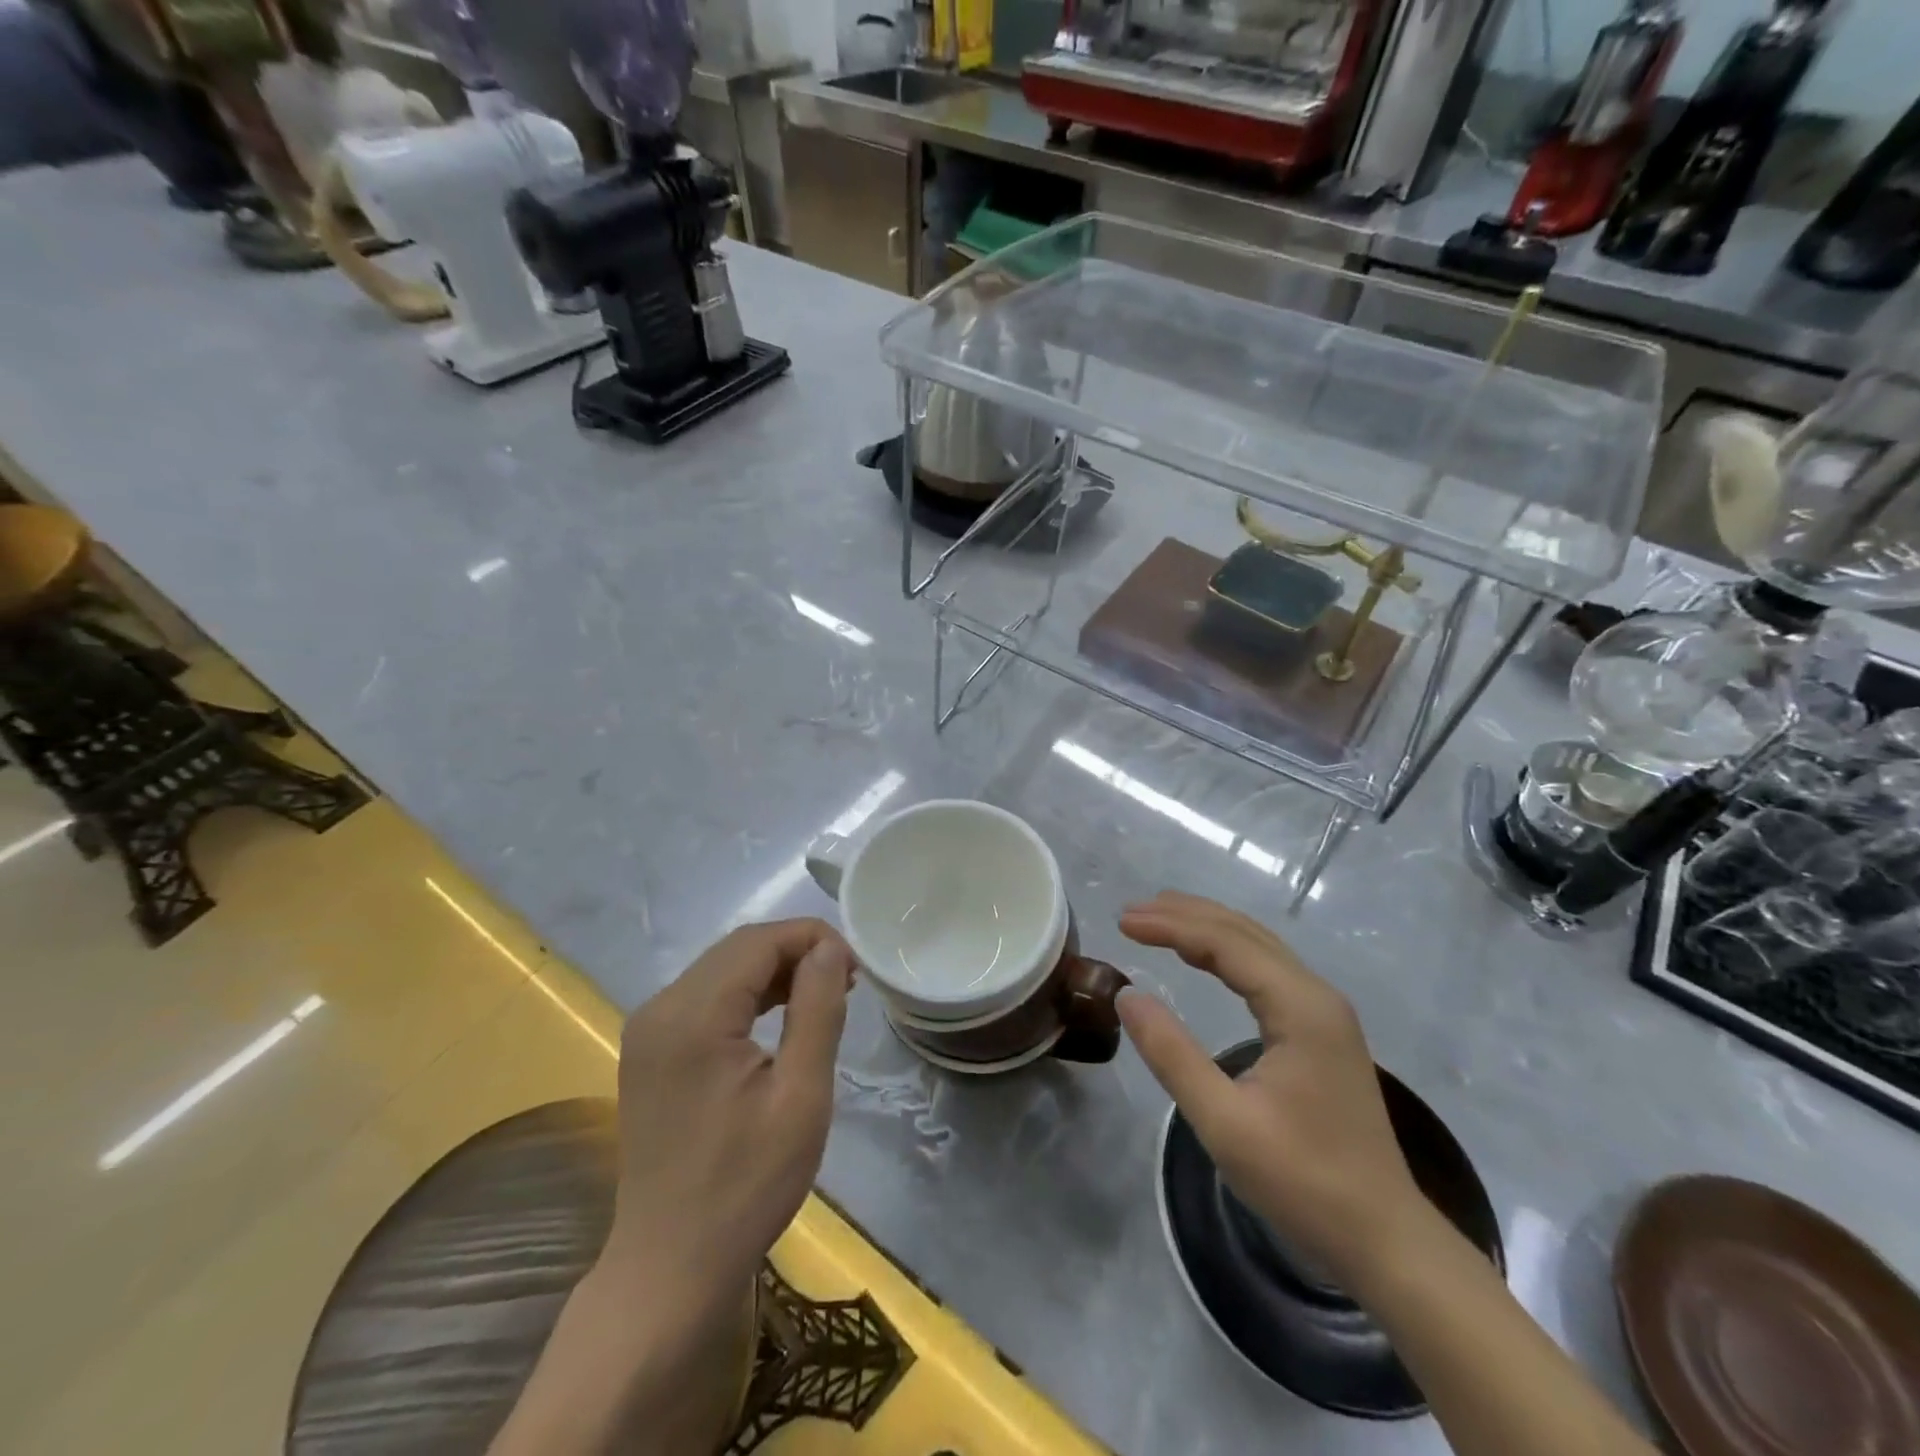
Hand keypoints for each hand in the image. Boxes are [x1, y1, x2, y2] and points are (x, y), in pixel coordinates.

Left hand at [603, 918, 854, 1309]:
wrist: (671, 1268)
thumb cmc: (746, 1185)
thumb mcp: (801, 1096)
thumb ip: (817, 1010)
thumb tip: (829, 949)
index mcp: (692, 1016)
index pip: (758, 942)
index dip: (812, 938)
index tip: (856, 966)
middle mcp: (660, 1009)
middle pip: (737, 950)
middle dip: (796, 952)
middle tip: (846, 980)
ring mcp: (648, 1030)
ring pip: (721, 970)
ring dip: (773, 971)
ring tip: (823, 994)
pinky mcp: (649, 1051)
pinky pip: (705, 998)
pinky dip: (747, 995)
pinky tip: (779, 1015)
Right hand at [1117, 892, 1432, 1289]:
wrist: (1385, 1239)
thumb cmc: (1303, 1182)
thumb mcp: (1224, 1122)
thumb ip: (1172, 1054)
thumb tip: (1127, 995)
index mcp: (1300, 1007)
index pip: (1226, 944)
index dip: (1171, 926)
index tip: (1123, 921)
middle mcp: (1317, 995)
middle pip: (1244, 932)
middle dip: (1186, 915)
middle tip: (1132, 912)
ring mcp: (1325, 1012)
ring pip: (1258, 947)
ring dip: (1206, 928)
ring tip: (1158, 919)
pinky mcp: (1322, 1031)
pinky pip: (1267, 970)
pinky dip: (1227, 952)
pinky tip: (1204, 958)